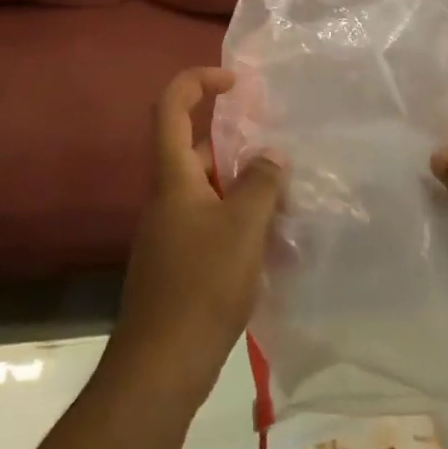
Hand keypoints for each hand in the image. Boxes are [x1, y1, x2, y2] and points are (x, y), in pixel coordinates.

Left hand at [104, 68, 282, 408]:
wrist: (161, 367)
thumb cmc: (201, 285)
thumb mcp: (242, 227)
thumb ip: (260, 183)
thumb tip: (271, 154)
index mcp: (173, 177)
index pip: (172, 107)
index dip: (198, 81)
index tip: (235, 82)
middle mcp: (167, 197)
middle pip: (196, 149)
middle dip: (236, 143)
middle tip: (279, 151)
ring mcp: (171, 232)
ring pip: (208, 189)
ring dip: (242, 185)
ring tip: (286, 196)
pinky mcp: (179, 262)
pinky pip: (211, 221)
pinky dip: (238, 218)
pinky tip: (271, 240)